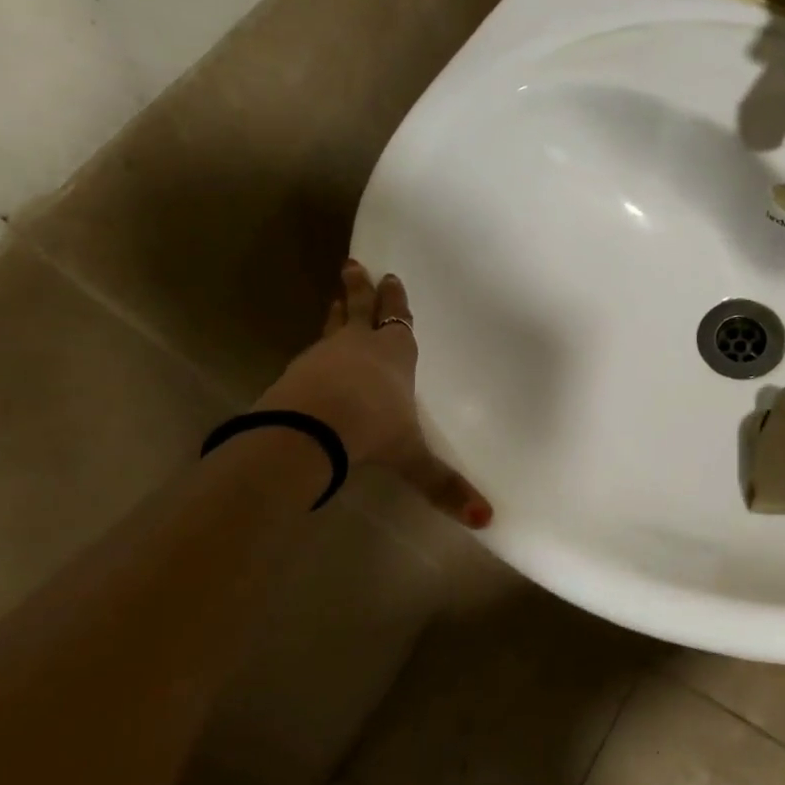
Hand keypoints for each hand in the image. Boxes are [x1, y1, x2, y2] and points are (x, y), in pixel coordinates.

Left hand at [256, 260, 491, 527]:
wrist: (310, 430)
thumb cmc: (373, 430)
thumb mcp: (411, 458)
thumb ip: (443, 485)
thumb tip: (486, 519)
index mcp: (395, 356)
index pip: (398, 323)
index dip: (396, 302)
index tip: (391, 279)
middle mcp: (360, 347)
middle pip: (361, 309)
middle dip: (361, 289)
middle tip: (353, 265)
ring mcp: (325, 355)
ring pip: (334, 324)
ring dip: (337, 311)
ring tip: (334, 296)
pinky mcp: (298, 371)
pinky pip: (312, 351)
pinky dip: (317, 346)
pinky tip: (313, 354)